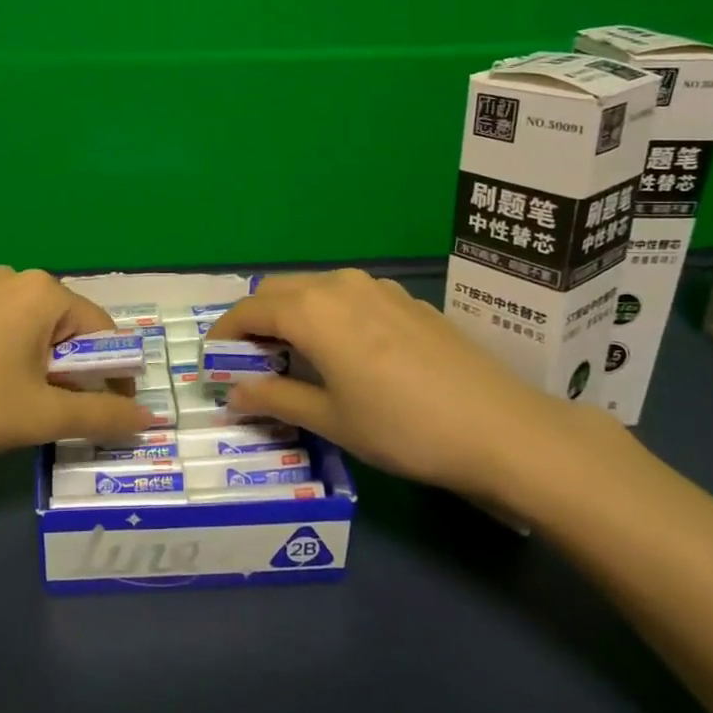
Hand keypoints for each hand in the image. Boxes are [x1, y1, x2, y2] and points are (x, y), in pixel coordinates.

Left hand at [0, 267, 154, 462]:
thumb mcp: (43, 416)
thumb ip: (104, 415)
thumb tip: (150, 420)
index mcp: (42, 292)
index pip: (103, 330)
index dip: (114, 374)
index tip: (109, 412)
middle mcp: (12, 277)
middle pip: (66, 326)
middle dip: (73, 370)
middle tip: (57, 413)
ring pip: (31, 327)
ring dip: (41, 363)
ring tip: (20, 403)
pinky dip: (7, 353)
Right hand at [210, 269, 624, 503]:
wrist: (500, 427)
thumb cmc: (402, 427)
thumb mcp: (331, 420)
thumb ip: (275, 398)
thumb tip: (233, 392)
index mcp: (312, 310)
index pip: (249, 310)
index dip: (224, 335)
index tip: (212, 361)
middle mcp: (339, 285)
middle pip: (278, 291)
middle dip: (255, 322)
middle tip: (251, 363)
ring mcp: (377, 288)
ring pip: (314, 290)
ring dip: (291, 315)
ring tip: (293, 358)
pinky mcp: (406, 299)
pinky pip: (348, 297)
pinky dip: (326, 316)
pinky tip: (343, 352)